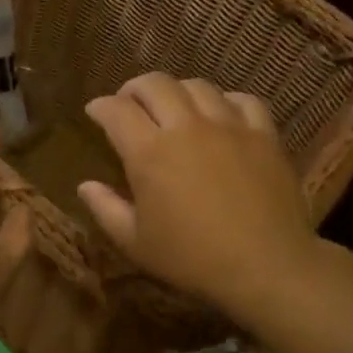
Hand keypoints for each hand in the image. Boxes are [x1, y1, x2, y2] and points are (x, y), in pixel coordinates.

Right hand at [77, 74, 315, 315]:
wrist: (267, 267)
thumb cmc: (193, 259)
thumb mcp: (136, 243)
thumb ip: (106, 209)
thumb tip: (85, 185)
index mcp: (149, 152)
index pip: (116, 110)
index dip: (100, 106)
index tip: (95, 112)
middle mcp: (186, 127)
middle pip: (155, 84)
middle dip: (134, 88)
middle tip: (129, 103)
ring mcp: (228, 126)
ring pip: (197, 86)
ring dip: (177, 91)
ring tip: (174, 106)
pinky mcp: (263, 134)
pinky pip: (243, 100)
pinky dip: (225, 101)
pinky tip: (221, 115)